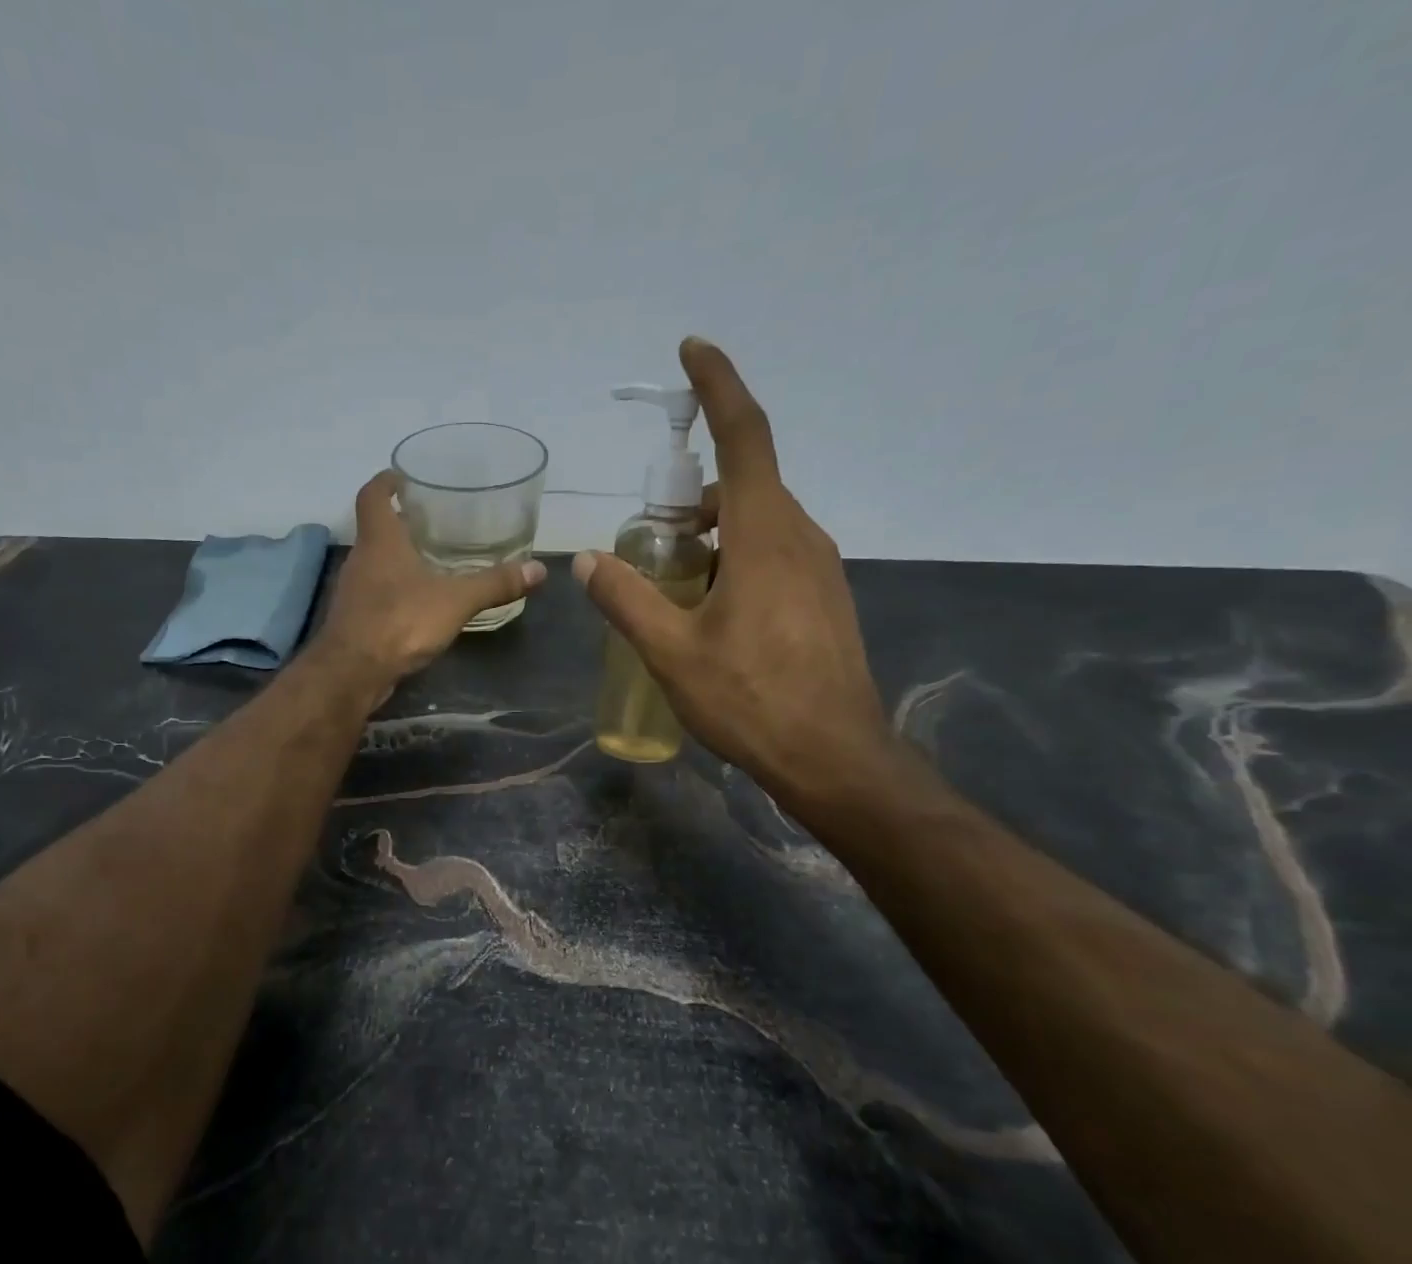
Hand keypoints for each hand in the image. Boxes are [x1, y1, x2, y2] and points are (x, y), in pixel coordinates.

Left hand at [314, 470, 547, 687]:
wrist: (353, 672)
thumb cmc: (400, 621)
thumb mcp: (456, 600)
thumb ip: (494, 584)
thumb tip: (538, 570)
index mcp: (380, 539)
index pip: (372, 495)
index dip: (386, 481)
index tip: (404, 477)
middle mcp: (361, 558)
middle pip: (376, 529)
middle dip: (401, 521)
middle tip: (433, 520)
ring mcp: (354, 590)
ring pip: (376, 563)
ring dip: (398, 558)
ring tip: (432, 559)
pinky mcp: (354, 619)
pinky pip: (376, 593)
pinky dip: (395, 589)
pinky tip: (419, 602)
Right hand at [573, 337, 899, 809]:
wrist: (834, 756)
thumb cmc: (751, 700)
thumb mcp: (671, 652)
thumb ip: (626, 600)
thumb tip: (586, 560)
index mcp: (765, 534)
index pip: (744, 435)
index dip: (718, 385)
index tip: (693, 350)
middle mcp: (800, 536)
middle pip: (745, 483)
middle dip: (694, 495)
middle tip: (651, 538)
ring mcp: (819, 567)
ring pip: (759, 523)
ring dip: (712, 535)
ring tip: (674, 586)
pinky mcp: (824, 597)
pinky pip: (775, 554)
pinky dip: (735, 560)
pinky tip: (711, 612)